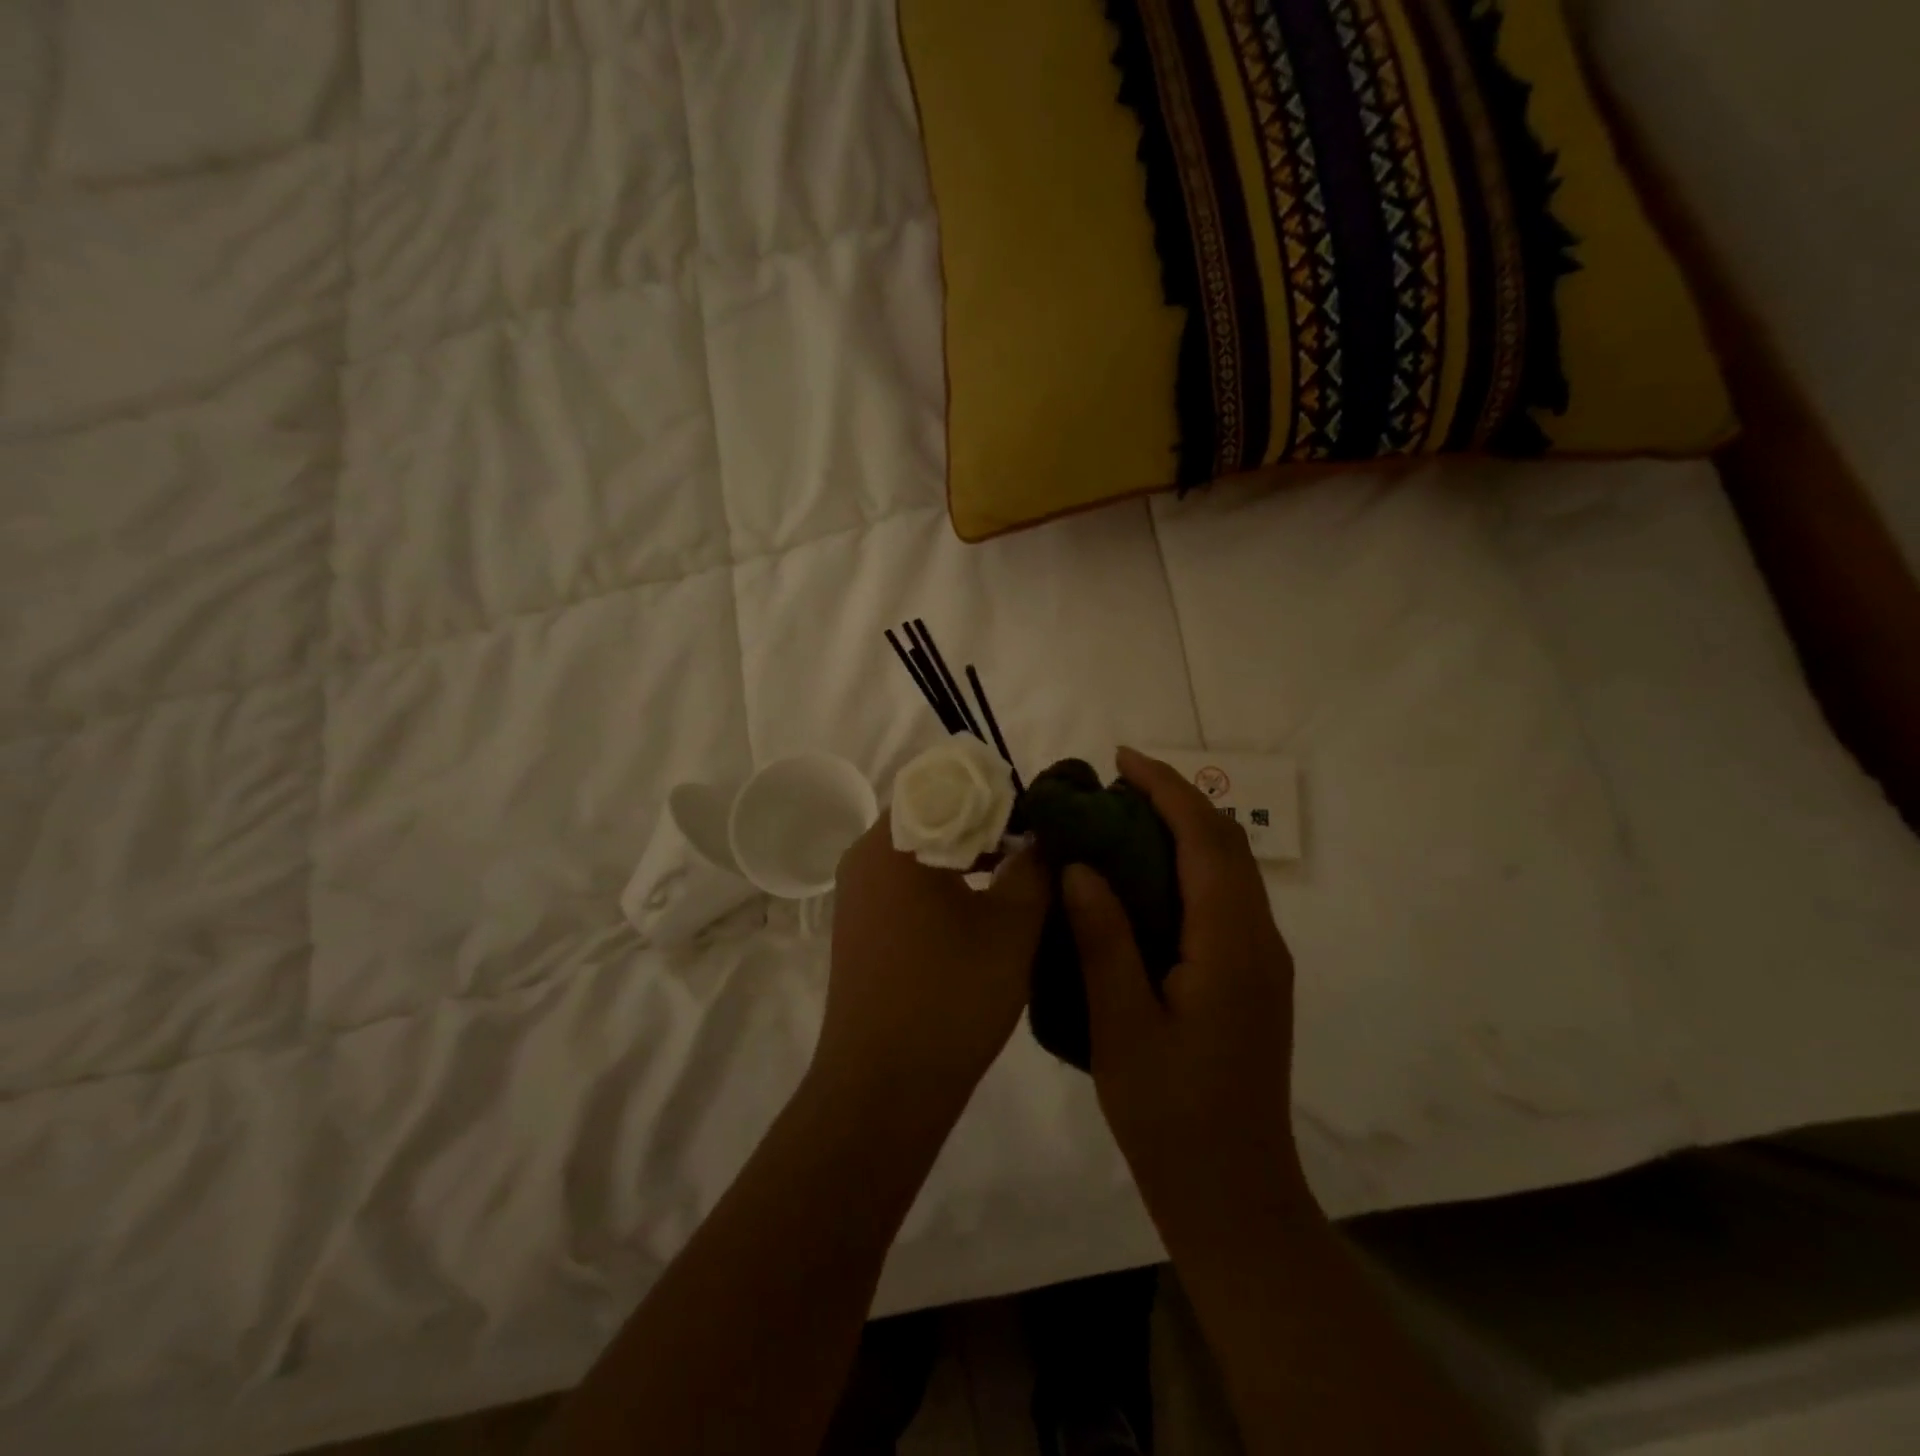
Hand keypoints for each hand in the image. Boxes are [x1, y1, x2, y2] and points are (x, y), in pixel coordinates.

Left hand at [818, 818, 1051, 1111]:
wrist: (883, 1088)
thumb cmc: (950, 997)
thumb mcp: (1011, 927)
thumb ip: (1035, 869)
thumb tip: (1045, 839)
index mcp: (896, 841)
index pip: (946, 782)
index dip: (997, 790)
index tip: (1039, 810)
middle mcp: (866, 855)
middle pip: (933, 813)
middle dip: (987, 821)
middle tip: (1038, 841)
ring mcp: (858, 892)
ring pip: (921, 849)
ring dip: (968, 852)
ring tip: (1020, 869)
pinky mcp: (861, 923)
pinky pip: (907, 881)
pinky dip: (945, 880)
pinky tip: (984, 904)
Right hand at [1063, 748, 1309, 1237]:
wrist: (1232, 1192)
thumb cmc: (1170, 1115)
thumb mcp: (1121, 1027)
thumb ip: (1103, 941)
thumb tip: (1081, 867)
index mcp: (1231, 945)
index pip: (1205, 840)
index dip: (1166, 789)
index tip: (1121, 760)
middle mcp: (1259, 939)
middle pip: (1226, 844)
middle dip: (1176, 799)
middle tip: (1114, 784)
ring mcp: (1261, 960)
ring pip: (1230, 869)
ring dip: (1185, 829)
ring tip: (1123, 817)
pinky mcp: (1252, 977)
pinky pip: (1224, 897)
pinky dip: (1189, 865)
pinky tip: (1145, 878)